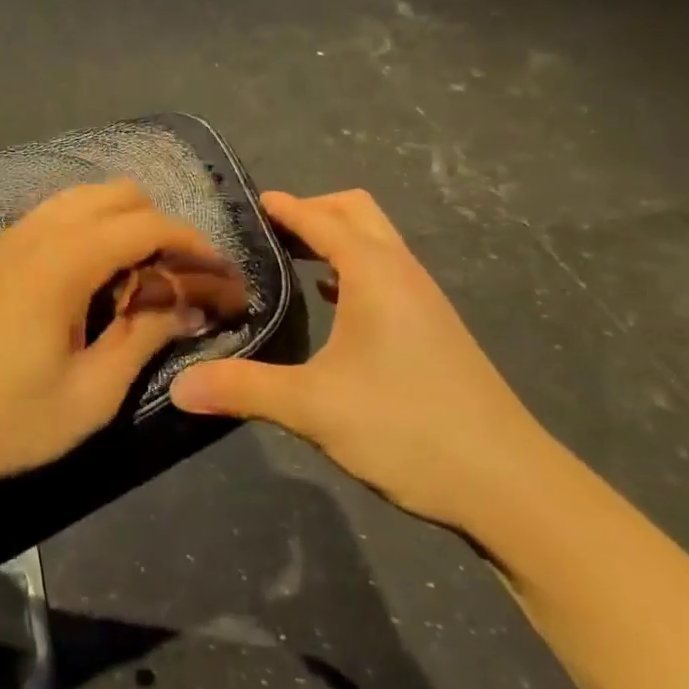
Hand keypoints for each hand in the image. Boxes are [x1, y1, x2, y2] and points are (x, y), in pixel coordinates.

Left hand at [0, 181, 227, 492]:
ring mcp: (11, 237)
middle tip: (182, 281)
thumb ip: (145, 336)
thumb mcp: (91, 393)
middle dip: (161, 228)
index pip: (147, 225)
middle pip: (119, 194)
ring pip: (85, 198)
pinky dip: (91, 228)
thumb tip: (188, 303)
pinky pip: (57, 215)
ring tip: (144, 278)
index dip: (194, 245)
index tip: (222, 278)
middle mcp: (37, 232)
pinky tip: (97, 277)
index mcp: (64, 261)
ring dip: (125, 224)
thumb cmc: (6, 420)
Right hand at [169, 191, 556, 531]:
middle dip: (312, 210)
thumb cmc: (407, 427)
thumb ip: (241, 388)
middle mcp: (402, 273)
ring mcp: (425, 301)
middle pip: (357, 212)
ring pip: (376, 242)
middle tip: (266, 232)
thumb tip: (178, 387)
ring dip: (334, 239)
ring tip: (289, 259)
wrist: (510, 485)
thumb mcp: (312, 407)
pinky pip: (387, 273)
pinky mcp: (435, 329)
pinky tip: (332, 301)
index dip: (282, 206)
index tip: (245, 202)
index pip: (320, 218)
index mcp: (374, 273)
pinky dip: (353, 269)